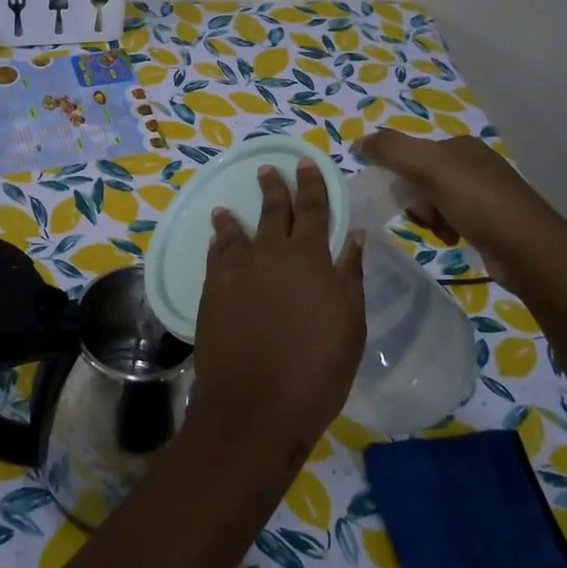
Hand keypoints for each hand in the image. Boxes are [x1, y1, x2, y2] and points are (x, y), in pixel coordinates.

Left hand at [188, 159, 365, 466]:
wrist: (256, 405)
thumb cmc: (317, 370)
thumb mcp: (349, 324)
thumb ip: (349, 275)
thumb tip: (354, 235)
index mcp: (310, 259)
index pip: (313, 209)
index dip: (311, 184)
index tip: (306, 163)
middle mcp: (271, 254)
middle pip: (273, 211)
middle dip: (274, 187)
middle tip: (269, 169)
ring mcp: (237, 271)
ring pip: (236, 231)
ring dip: (234, 216)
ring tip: (227, 207)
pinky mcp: (212, 290)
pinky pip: (216, 255)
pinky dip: (218, 242)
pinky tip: (217, 240)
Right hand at [356, 129, 563, 285]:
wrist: (529, 251)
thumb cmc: (479, 202)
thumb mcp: (430, 167)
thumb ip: (391, 149)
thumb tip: (358, 142)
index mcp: (460, 146)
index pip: (411, 154)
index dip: (398, 175)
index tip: (401, 197)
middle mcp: (473, 165)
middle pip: (419, 179)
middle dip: (415, 200)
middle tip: (426, 215)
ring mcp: (483, 194)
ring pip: (432, 202)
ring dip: (428, 218)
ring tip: (441, 231)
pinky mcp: (489, 222)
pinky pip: (450, 220)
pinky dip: (443, 230)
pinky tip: (451, 239)